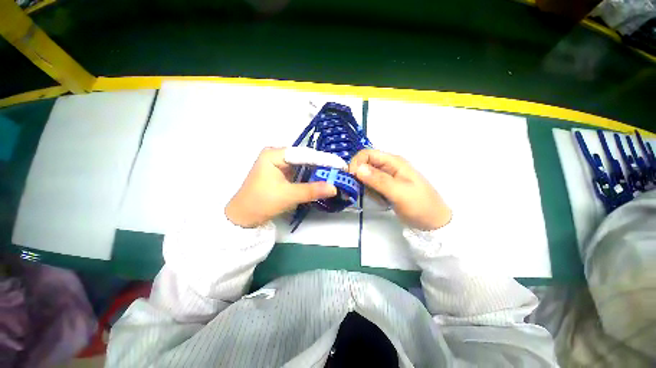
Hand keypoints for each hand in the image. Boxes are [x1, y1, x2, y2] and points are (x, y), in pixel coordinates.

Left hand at [225, 148, 337, 227]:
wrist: (243, 217)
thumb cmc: (261, 203)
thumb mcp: (288, 196)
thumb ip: (312, 190)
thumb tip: (334, 188)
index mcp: (274, 155)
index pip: (304, 154)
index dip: (323, 159)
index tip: (340, 164)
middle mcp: (276, 155)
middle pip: (304, 158)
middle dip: (322, 165)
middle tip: (339, 169)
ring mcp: (278, 164)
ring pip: (302, 165)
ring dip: (317, 170)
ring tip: (334, 173)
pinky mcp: (280, 173)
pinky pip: (299, 172)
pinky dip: (309, 176)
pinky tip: (321, 178)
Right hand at [349, 149, 451, 229]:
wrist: (433, 222)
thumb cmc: (420, 206)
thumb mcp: (399, 193)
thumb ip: (378, 180)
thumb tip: (357, 168)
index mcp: (393, 161)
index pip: (367, 154)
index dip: (356, 163)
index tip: (352, 179)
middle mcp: (389, 166)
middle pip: (365, 164)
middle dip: (360, 178)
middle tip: (365, 192)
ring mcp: (387, 177)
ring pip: (366, 176)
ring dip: (366, 188)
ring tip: (379, 199)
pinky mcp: (385, 186)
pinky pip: (371, 186)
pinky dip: (371, 194)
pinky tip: (382, 201)